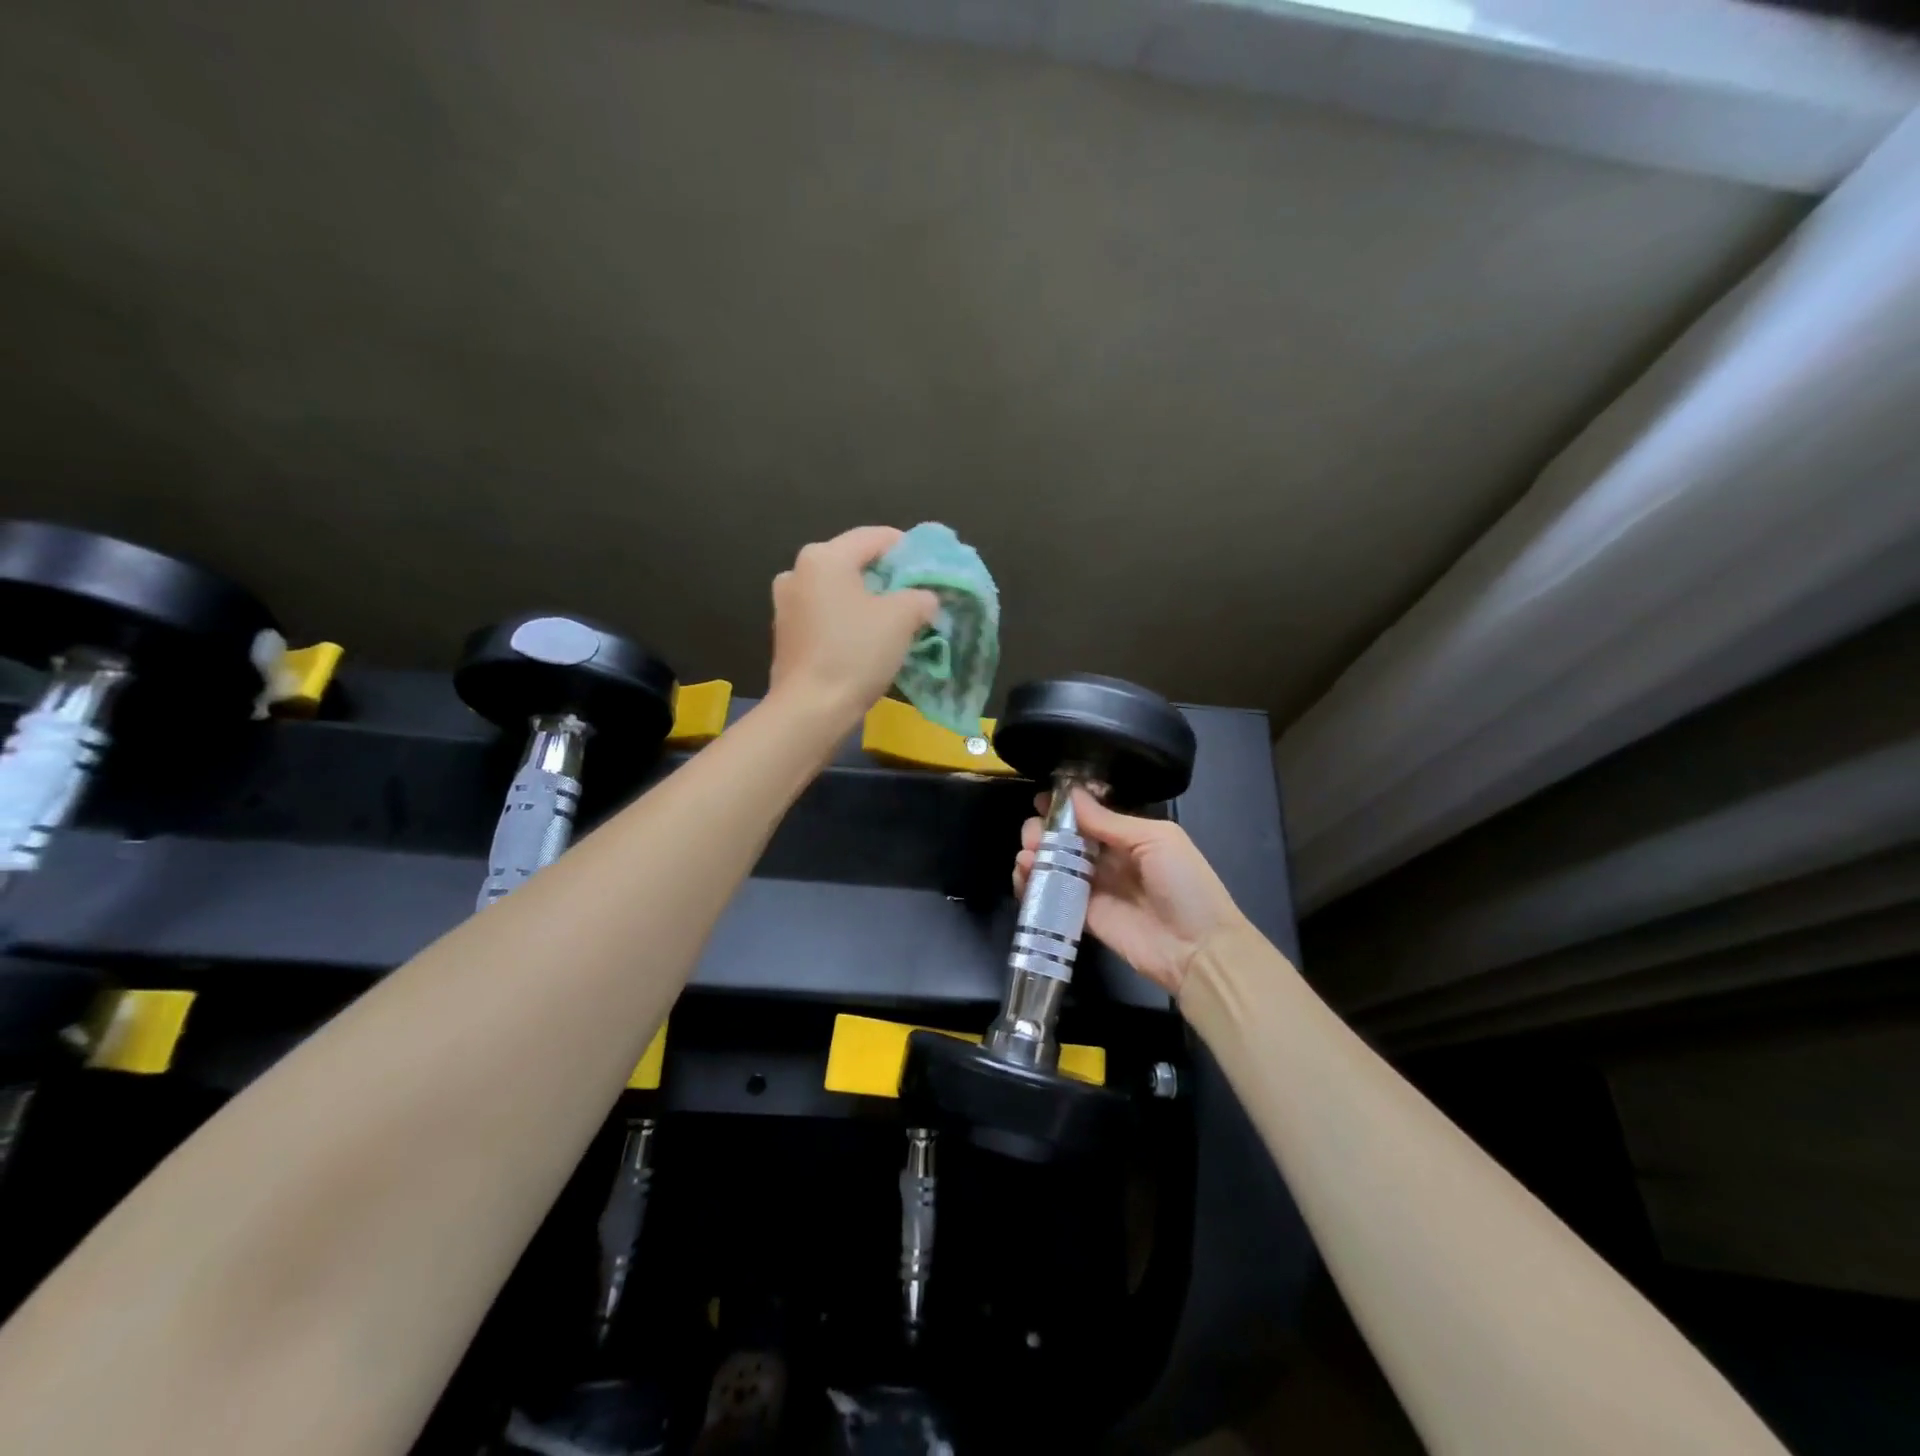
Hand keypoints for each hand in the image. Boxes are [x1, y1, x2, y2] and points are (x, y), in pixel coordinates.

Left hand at [767, 526, 938, 729]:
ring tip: (894, 621)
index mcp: (824, 556)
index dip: (908, 549)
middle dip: (887, 577)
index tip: (931, 568)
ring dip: (866, 600)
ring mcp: (786, 603)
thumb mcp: (902, 618)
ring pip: (838, 590)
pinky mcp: (785, 633)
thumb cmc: (856, 653)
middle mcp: (798, 571)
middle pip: (854, 562)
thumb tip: (924, 600)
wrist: (810, 710)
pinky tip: (866, 641)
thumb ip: (920, 598)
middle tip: (916, 596)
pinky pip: (825, 614)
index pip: (875, 537)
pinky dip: (847, 620)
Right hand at [1014, 790, 1249, 995]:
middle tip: (1033, 833)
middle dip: (1043, 830)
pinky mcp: (1083, 917)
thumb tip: (1071, 794)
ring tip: (1027, 855)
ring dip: (1034, 855)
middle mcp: (1108, 859)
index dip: (1064, 806)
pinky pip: (1052, 897)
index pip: (1089, 815)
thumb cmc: (1185, 884)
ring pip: (1054, 865)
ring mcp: (1094, 889)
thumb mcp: (1156, 839)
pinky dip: (1032, 885)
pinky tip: (1024, 875)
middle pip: (1065, 839)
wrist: (1199, 949)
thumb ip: (1109, 820)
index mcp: (1129, 836)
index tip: (1041, 799)